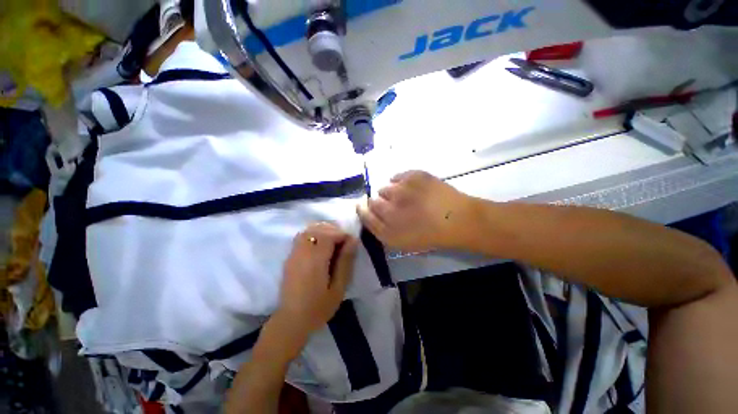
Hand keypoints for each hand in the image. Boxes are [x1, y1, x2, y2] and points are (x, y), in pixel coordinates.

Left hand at [275, 223, 357, 344]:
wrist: (291, 320)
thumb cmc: (318, 307)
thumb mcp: (338, 288)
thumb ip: (345, 262)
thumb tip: (353, 241)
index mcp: (315, 260)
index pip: (329, 235)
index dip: (342, 235)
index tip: (351, 243)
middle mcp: (302, 252)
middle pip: (318, 229)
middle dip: (334, 231)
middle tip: (344, 242)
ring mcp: (293, 253)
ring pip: (309, 230)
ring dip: (323, 231)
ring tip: (334, 242)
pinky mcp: (290, 257)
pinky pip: (302, 236)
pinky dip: (314, 235)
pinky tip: (321, 246)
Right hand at [357, 170, 474, 250]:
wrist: (457, 219)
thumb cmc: (430, 235)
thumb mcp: (402, 243)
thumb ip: (382, 231)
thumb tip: (370, 215)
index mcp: (387, 229)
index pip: (364, 215)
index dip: (363, 210)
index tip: (366, 208)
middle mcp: (389, 208)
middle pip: (372, 201)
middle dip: (378, 203)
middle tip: (393, 207)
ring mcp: (401, 190)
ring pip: (385, 188)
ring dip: (391, 193)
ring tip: (405, 197)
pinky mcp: (413, 176)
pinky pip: (397, 176)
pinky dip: (400, 181)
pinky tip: (410, 187)